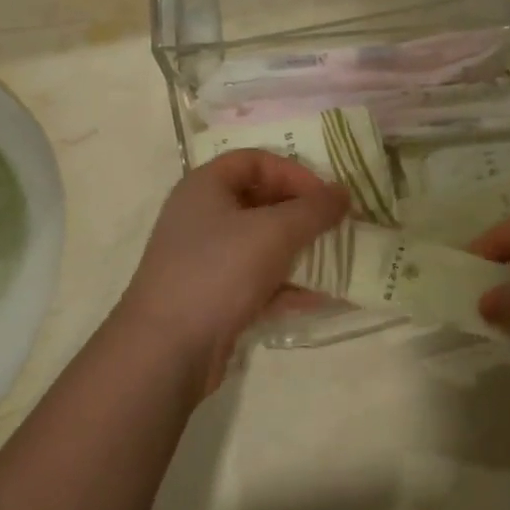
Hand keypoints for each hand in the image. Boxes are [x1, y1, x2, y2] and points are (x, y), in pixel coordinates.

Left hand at [116, 150, 348, 390]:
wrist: (166, 350)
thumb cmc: (219, 272)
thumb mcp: (274, 232)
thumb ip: (314, 209)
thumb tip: (343, 192)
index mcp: (205, 187)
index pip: (255, 160)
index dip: (293, 171)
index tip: (325, 196)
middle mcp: (201, 217)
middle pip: (260, 201)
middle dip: (301, 213)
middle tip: (335, 227)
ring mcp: (205, 259)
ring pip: (261, 244)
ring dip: (298, 250)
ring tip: (334, 260)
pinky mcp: (213, 297)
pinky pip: (257, 281)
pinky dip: (286, 286)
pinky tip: (319, 298)